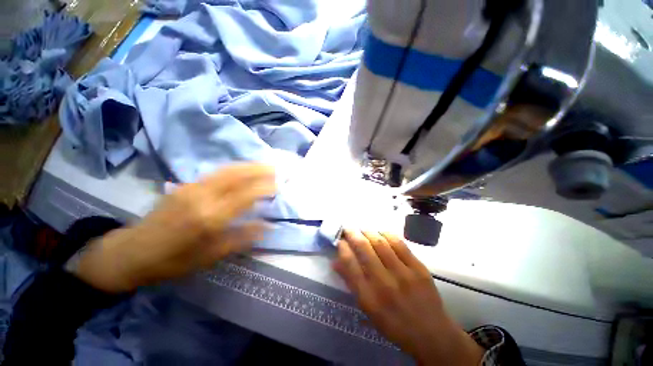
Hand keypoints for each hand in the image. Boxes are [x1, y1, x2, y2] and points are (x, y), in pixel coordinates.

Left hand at [73, 163, 275, 292]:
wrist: (132, 252)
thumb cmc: (173, 261)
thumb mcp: (210, 257)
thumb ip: (241, 238)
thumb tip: (267, 226)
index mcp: (210, 218)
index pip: (245, 195)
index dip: (265, 187)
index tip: (279, 185)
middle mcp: (202, 197)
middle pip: (237, 175)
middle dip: (259, 169)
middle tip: (276, 169)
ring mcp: (192, 187)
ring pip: (227, 170)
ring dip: (248, 165)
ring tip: (264, 165)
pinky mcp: (186, 185)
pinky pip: (217, 172)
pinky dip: (235, 168)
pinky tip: (243, 170)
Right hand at [333, 230, 483, 365]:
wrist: (431, 334)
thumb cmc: (394, 324)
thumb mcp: (368, 309)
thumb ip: (351, 283)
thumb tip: (335, 261)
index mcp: (369, 297)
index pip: (350, 264)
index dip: (343, 248)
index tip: (340, 240)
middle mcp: (384, 283)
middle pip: (364, 249)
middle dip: (353, 234)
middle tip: (348, 228)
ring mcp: (403, 274)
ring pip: (380, 243)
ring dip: (368, 232)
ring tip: (363, 229)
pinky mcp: (418, 268)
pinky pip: (399, 244)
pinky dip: (387, 234)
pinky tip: (381, 233)